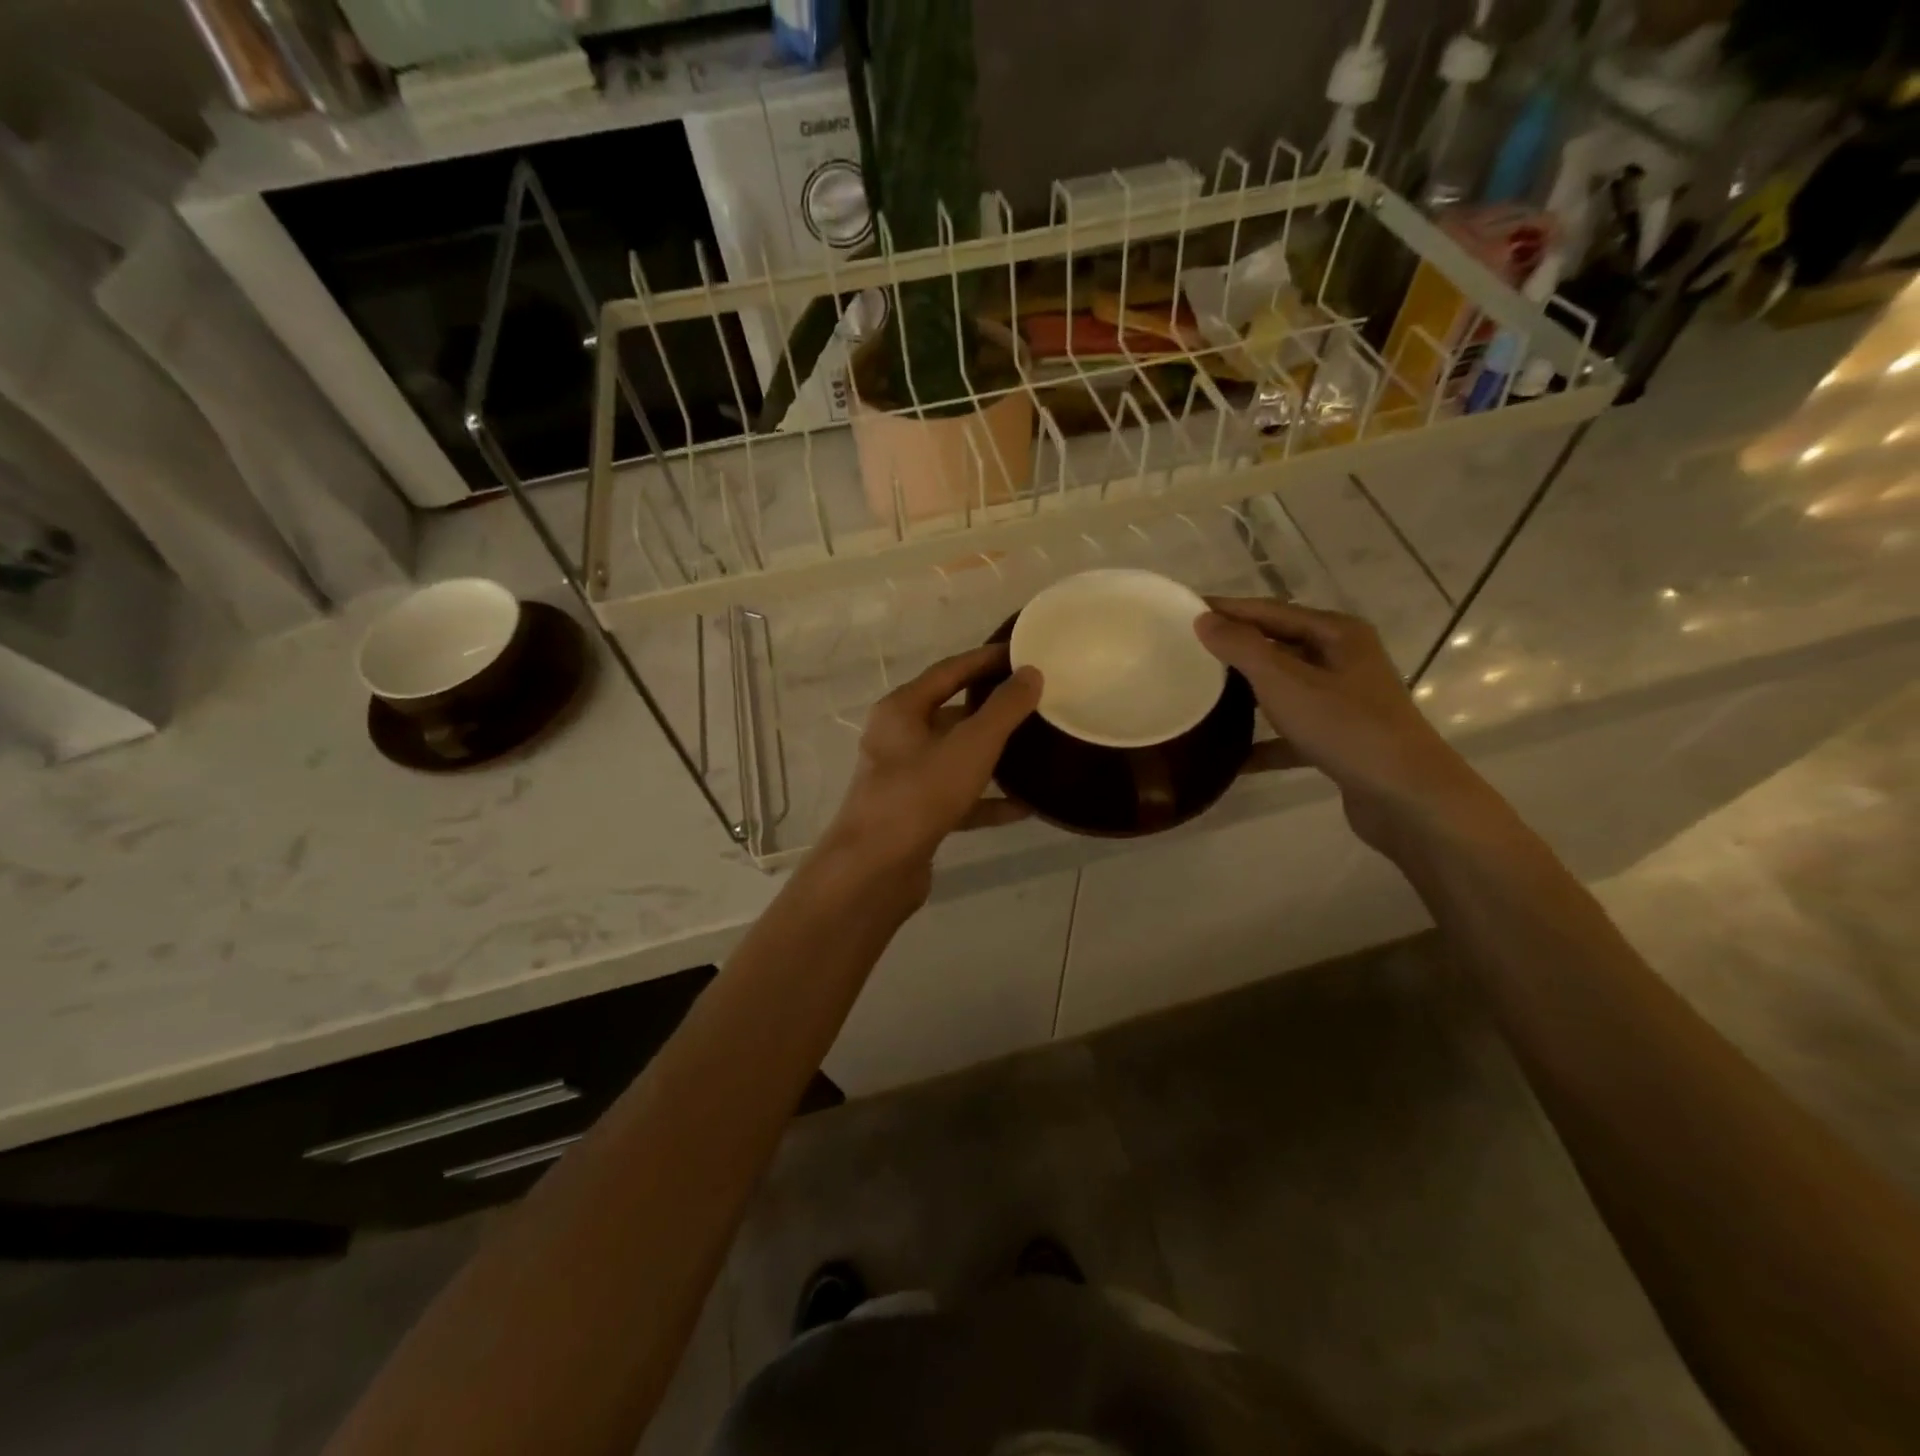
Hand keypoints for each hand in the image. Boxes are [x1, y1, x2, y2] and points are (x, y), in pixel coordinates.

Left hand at [819, 645, 1041, 889]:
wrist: (874, 869)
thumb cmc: (920, 794)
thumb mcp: (970, 745)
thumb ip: (1004, 709)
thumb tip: (1031, 673)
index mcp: (902, 710)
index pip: (949, 670)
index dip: (986, 659)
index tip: (1022, 654)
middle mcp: (898, 738)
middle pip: (951, 713)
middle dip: (992, 709)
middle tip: (1034, 702)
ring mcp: (905, 779)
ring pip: (955, 757)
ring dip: (992, 756)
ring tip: (1035, 750)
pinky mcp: (914, 815)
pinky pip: (957, 798)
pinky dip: (986, 800)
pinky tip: (1024, 807)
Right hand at [1195, 597, 1495, 853]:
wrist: (1406, 797)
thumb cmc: (1345, 727)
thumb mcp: (1284, 682)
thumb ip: (1242, 648)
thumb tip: (1205, 619)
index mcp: (1337, 634)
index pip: (1271, 611)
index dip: (1229, 609)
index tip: (1185, 610)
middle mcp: (1345, 660)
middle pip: (1279, 647)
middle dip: (1236, 650)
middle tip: (1189, 653)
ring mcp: (1345, 702)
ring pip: (1285, 689)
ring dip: (1247, 695)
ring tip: (1205, 696)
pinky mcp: (1341, 740)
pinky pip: (1292, 733)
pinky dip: (1264, 742)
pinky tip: (1232, 757)